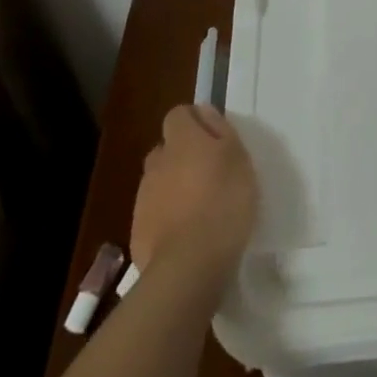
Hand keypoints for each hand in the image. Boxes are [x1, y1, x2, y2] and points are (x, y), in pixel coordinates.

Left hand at [130, 105, 258, 289]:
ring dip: (174, 187)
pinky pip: (154, 213)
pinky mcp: (138, 230)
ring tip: (200, 208)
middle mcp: (158, 162)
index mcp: (182, 140)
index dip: (195, 122)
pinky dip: (167, 217)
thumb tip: (204, 111)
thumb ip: (220, 130)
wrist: (189, 265)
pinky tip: (187, 234)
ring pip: (159, 181)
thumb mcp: (238, 158)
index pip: (179, 114)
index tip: (214, 138)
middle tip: (209, 175)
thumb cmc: (224, 202)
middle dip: (183, 156)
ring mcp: (144, 197)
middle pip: (167, 149)